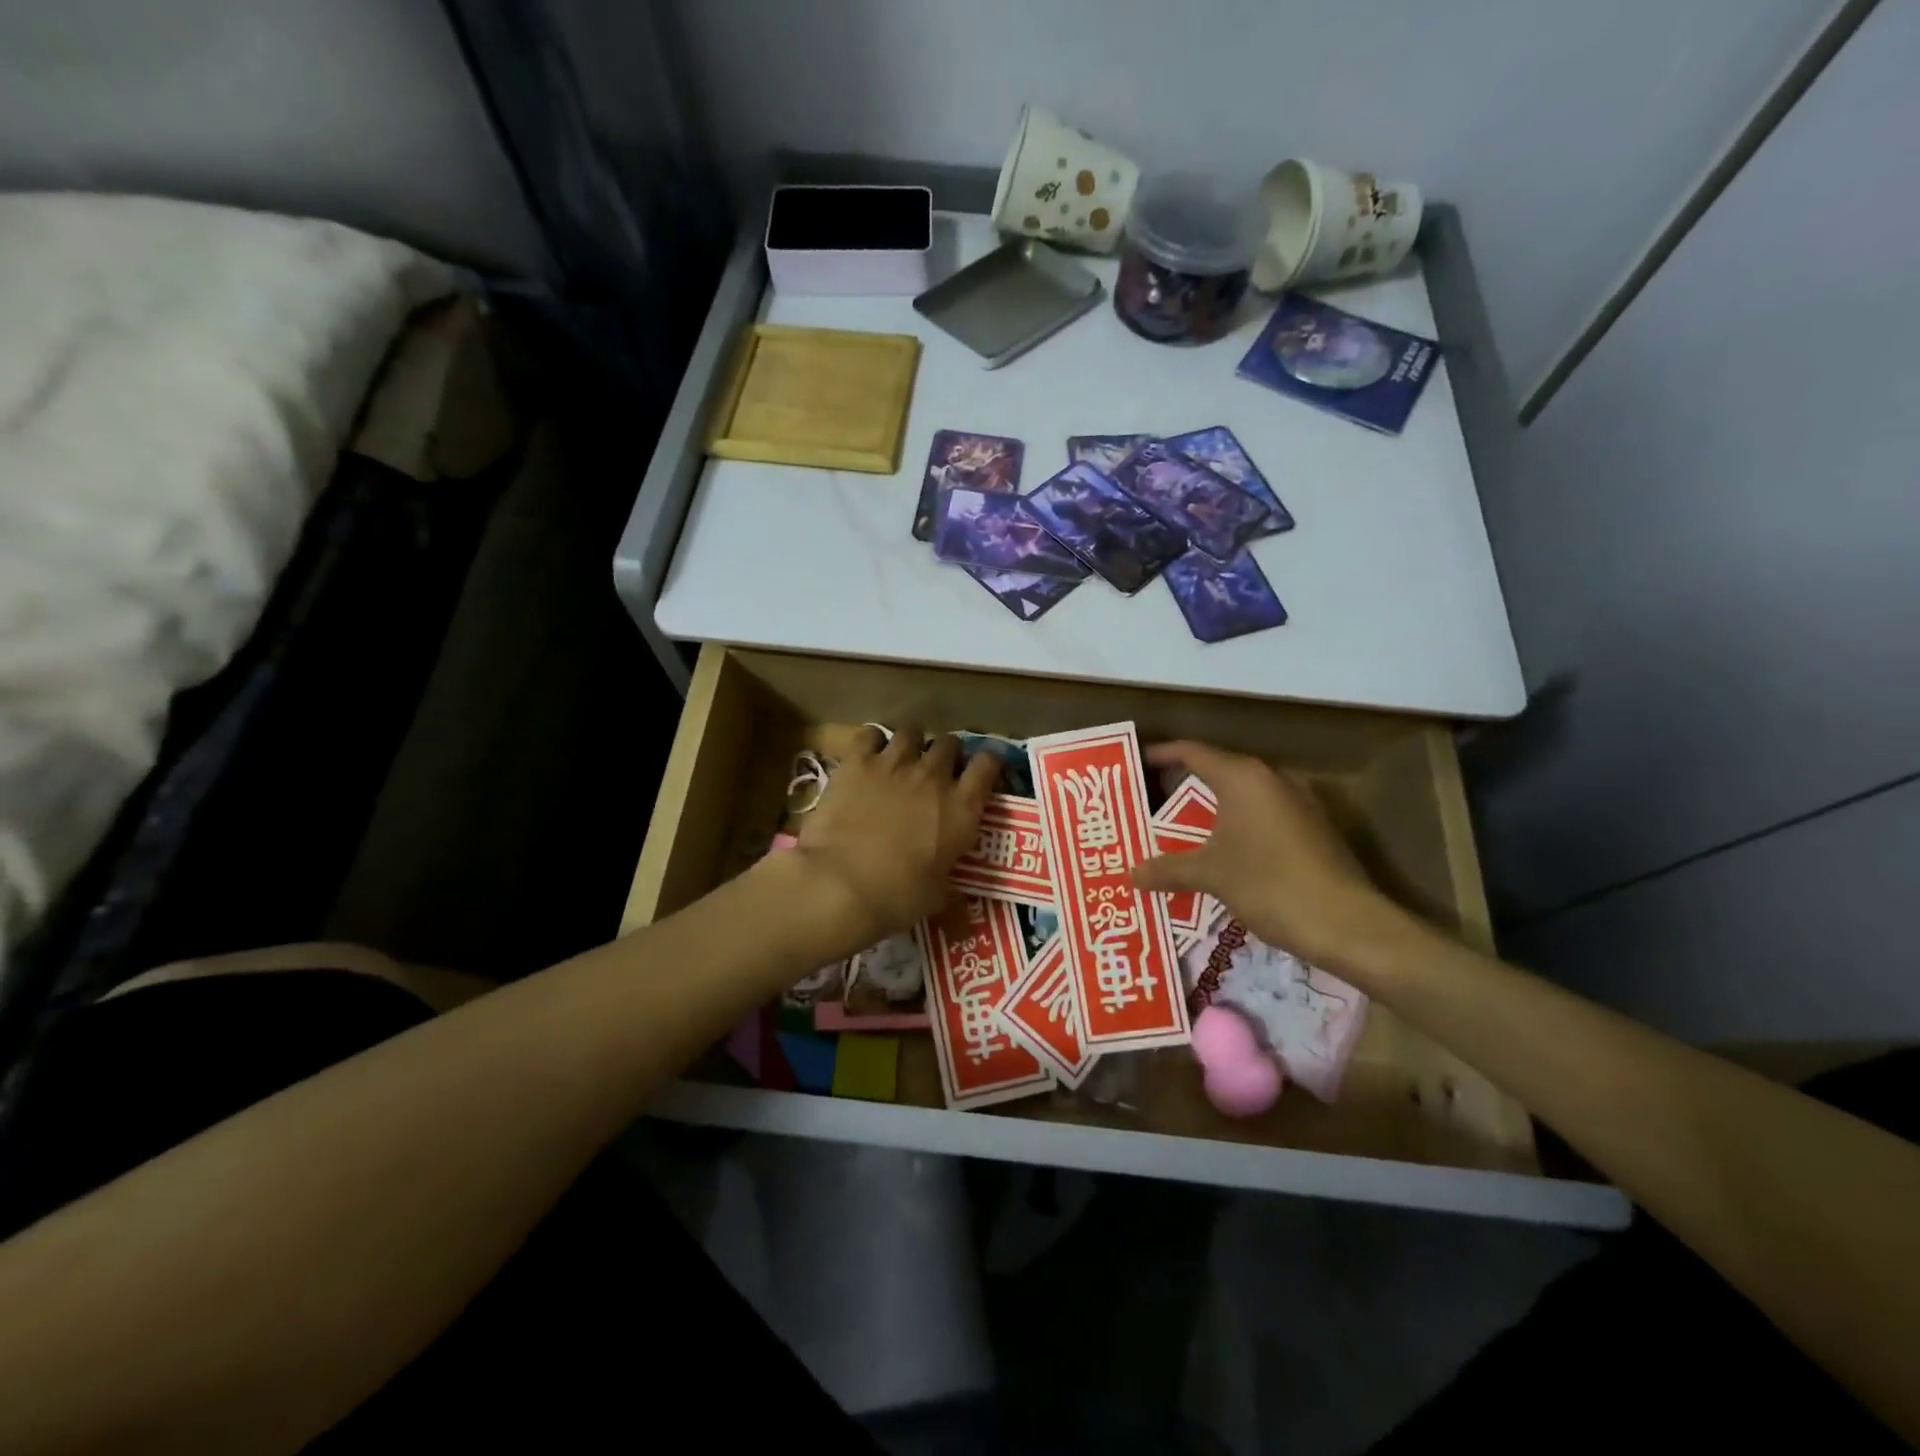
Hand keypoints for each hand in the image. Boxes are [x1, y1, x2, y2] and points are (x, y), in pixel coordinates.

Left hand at [792, 726, 1000, 949]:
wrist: (841, 884)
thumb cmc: (898, 896)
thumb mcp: (937, 897)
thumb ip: (951, 889)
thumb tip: (960, 910)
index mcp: (962, 807)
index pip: (988, 765)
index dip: (987, 764)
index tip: (981, 773)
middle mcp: (934, 775)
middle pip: (950, 743)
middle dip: (946, 754)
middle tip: (936, 772)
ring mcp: (895, 763)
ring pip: (912, 732)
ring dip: (911, 744)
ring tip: (902, 760)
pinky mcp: (858, 762)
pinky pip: (869, 735)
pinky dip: (871, 743)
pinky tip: (867, 756)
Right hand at [1130, 741, 1398, 970]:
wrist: (1347, 923)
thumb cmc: (1269, 883)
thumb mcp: (1210, 875)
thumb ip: (1168, 869)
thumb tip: (1131, 874)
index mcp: (1243, 777)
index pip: (1192, 752)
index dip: (1161, 755)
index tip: (1134, 764)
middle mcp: (1272, 779)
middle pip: (1218, 771)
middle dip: (1183, 786)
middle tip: (1151, 803)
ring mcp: (1299, 803)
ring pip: (1244, 796)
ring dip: (1213, 810)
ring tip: (1181, 829)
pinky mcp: (1314, 829)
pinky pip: (1264, 816)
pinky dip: (1238, 826)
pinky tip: (1224, 852)